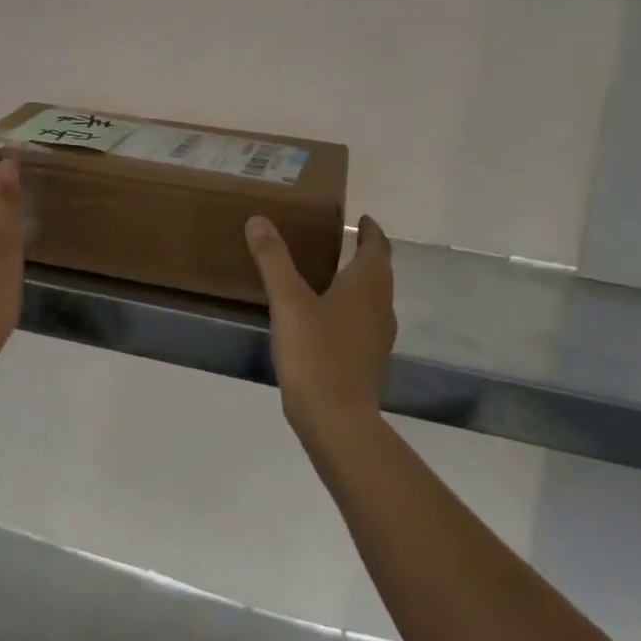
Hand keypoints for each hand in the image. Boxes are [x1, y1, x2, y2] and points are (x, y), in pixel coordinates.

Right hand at [246, 214, 396, 438]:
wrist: (338, 421)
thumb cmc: (316, 354)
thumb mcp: (288, 302)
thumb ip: (273, 259)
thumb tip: (259, 220)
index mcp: (367, 285)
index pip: (377, 246)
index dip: (370, 230)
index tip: (361, 218)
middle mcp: (381, 306)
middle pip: (379, 271)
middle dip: (364, 252)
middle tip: (339, 239)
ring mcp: (378, 336)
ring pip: (374, 297)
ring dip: (359, 280)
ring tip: (329, 273)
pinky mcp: (370, 359)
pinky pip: (364, 320)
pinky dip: (352, 306)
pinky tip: (326, 316)